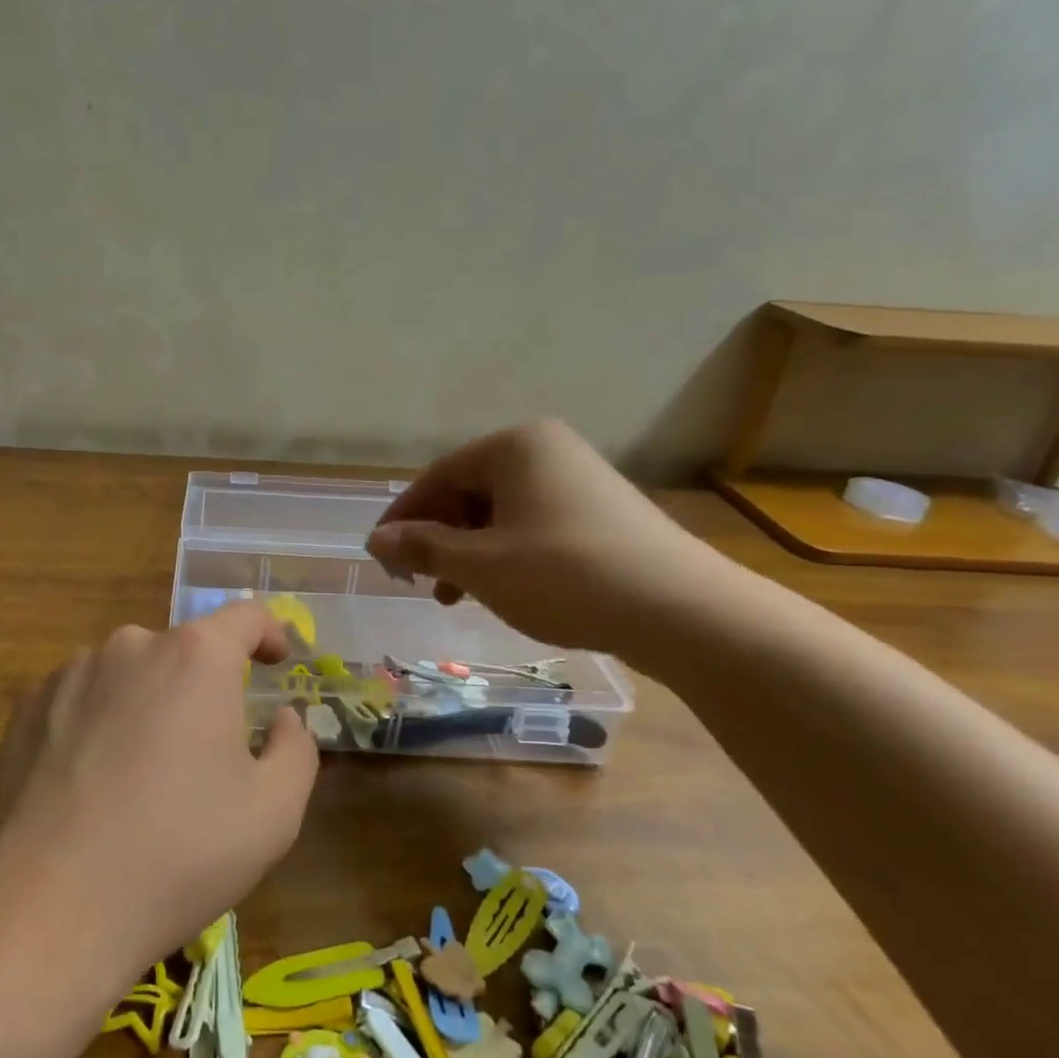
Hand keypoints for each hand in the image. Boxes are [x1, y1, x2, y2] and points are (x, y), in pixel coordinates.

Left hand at [0, 602, 316, 978]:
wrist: (47, 904)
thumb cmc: (178, 852)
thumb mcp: (274, 812)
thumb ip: (296, 748)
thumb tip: (282, 718)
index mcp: (196, 657)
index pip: (245, 617)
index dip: (269, 633)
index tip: (275, 662)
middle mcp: (131, 645)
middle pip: (183, 651)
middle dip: (204, 688)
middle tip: (206, 753)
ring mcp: (71, 671)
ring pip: (130, 675)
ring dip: (148, 704)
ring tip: (141, 776)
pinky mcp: (27, 705)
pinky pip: (82, 698)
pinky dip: (99, 722)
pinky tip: (91, 782)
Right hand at [365, 418, 731, 660]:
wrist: (682, 611)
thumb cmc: (564, 576)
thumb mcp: (480, 565)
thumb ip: (423, 547)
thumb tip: (376, 539)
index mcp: (515, 446)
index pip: (437, 476)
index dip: (403, 518)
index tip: (381, 557)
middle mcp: (546, 451)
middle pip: (468, 492)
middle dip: (437, 539)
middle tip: (419, 582)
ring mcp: (578, 481)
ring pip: (499, 514)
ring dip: (468, 553)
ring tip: (454, 597)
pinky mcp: (600, 514)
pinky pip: (532, 526)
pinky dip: (504, 556)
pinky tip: (499, 591)